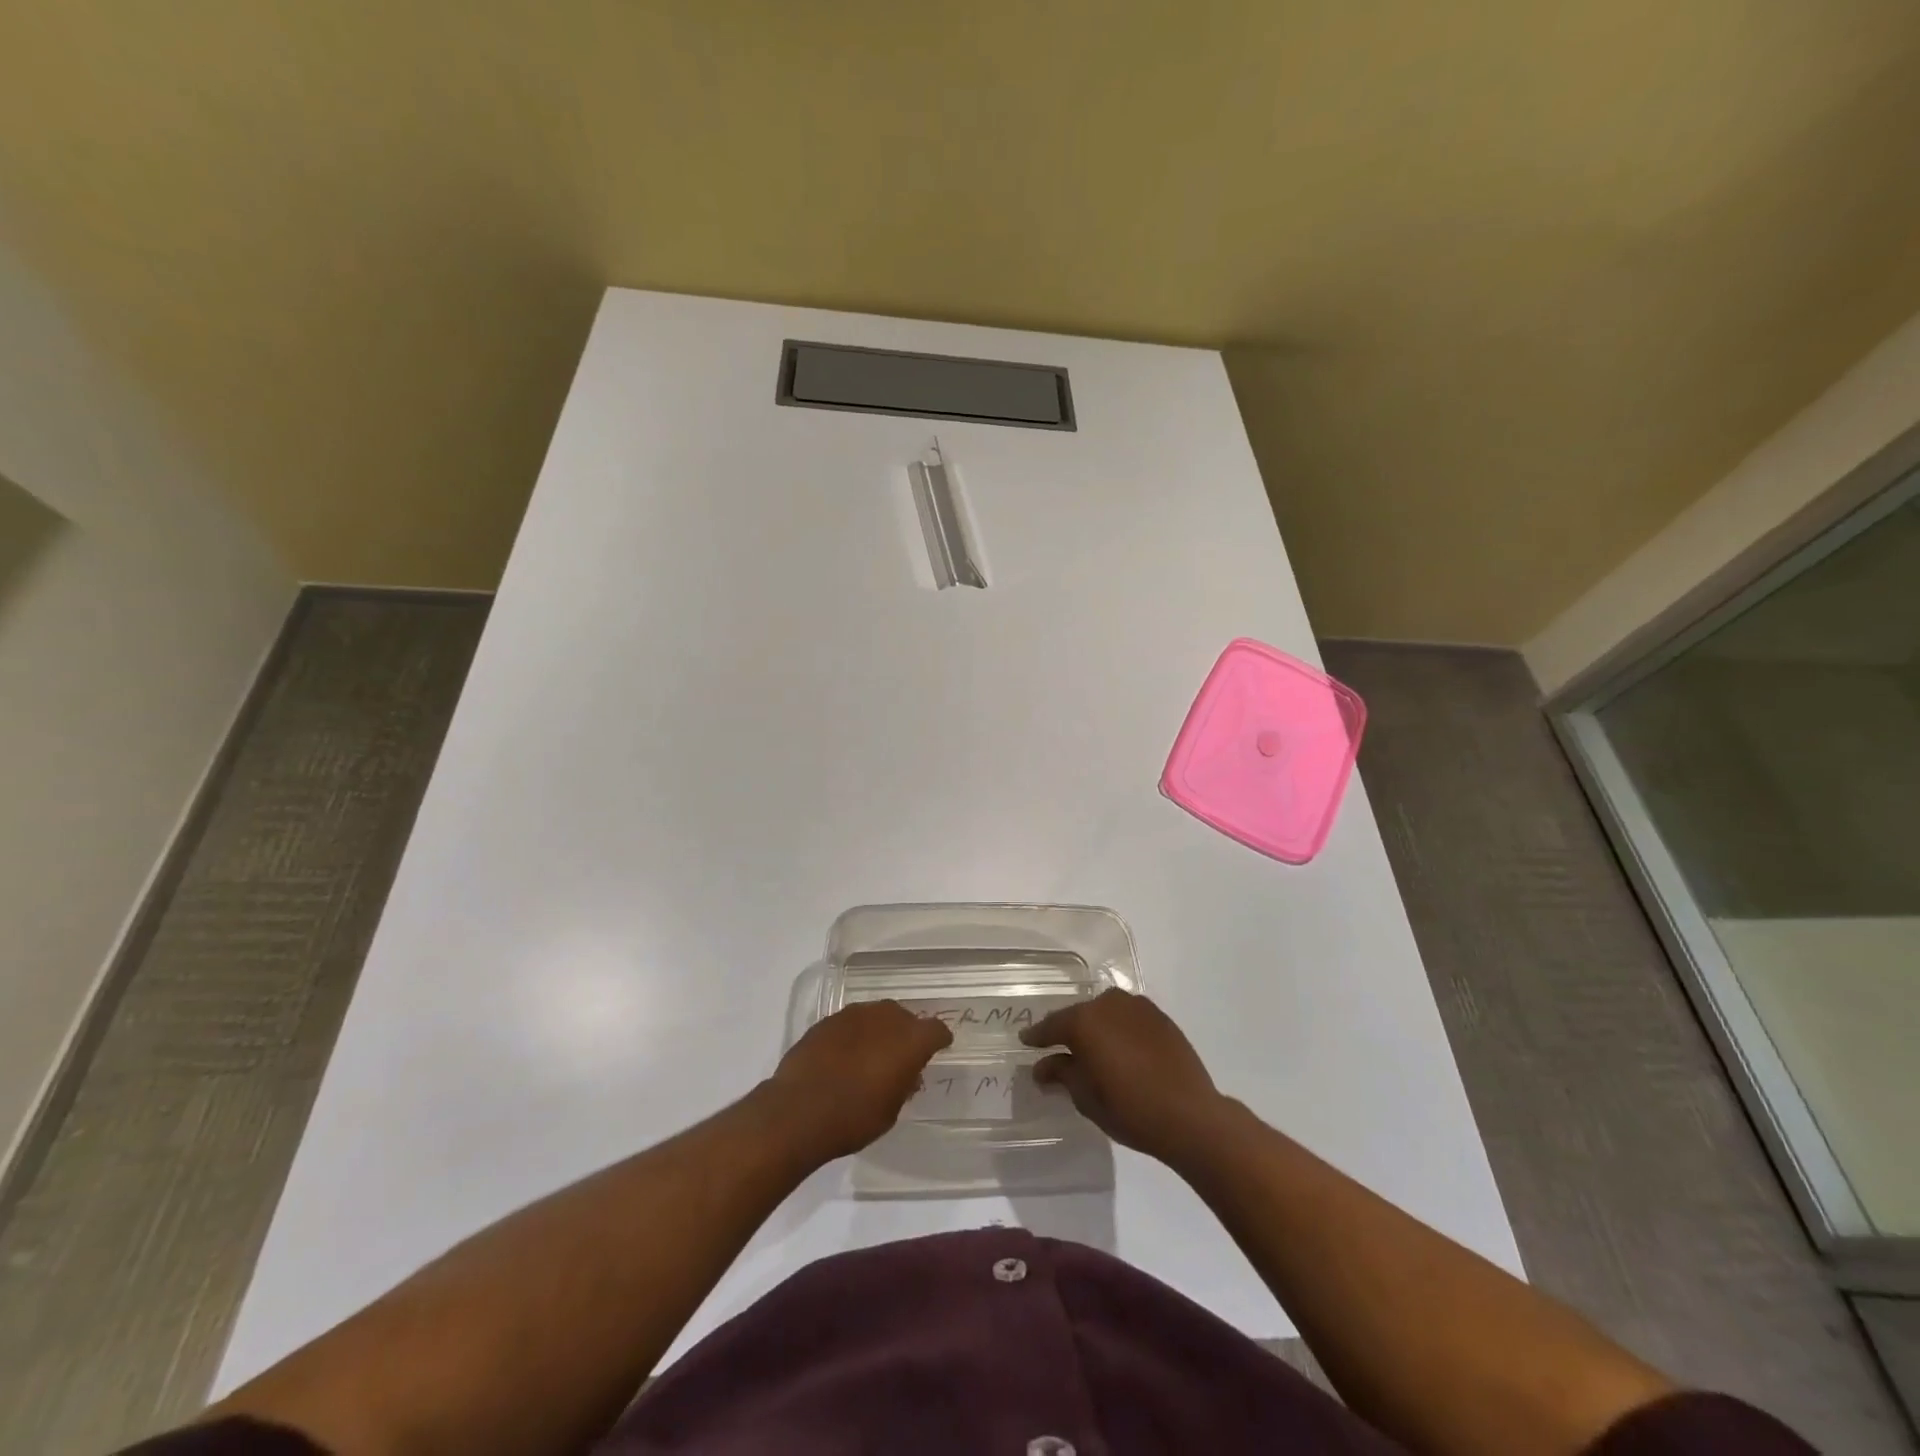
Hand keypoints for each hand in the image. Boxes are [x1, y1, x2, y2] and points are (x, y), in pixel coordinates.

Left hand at [766, 1001, 952, 1160]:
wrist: (798, 1111)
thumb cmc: (854, 1118)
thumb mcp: (891, 1111)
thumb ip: (903, 1086)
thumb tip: (906, 1074)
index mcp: (910, 1040)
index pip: (936, 1030)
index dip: (938, 1041)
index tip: (937, 1051)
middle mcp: (886, 1017)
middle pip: (905, 1017)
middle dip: (906, 1034)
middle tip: (900, 1058)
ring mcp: (854, 1014)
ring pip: (876, 1016)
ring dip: (879, 1031)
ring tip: (870, 1055)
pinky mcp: (827, 1020)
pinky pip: (851, 1023)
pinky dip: (853, 1035)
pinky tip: (844, 1056)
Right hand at [1021, 989, 1228, 1162]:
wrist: (1190, 1115)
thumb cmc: (1129, 1109)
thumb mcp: (1085, 1097)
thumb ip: (1061, 1074)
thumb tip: (1043, 1066)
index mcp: (1084, 1021)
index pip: (1052, 1025)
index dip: (1037, 1036)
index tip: (1026, 1041)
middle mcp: (1108, 1004)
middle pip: (1080, 1015)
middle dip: (1069, 1031)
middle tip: (1060, 1050)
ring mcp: (1137, 1007)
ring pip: (1106, 1013)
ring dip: (1097, 1028)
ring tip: (1094, 1049)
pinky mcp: (1160, 1017)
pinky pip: (1129, 1018)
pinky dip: (1120, 1029)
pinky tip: (1122, 1050)